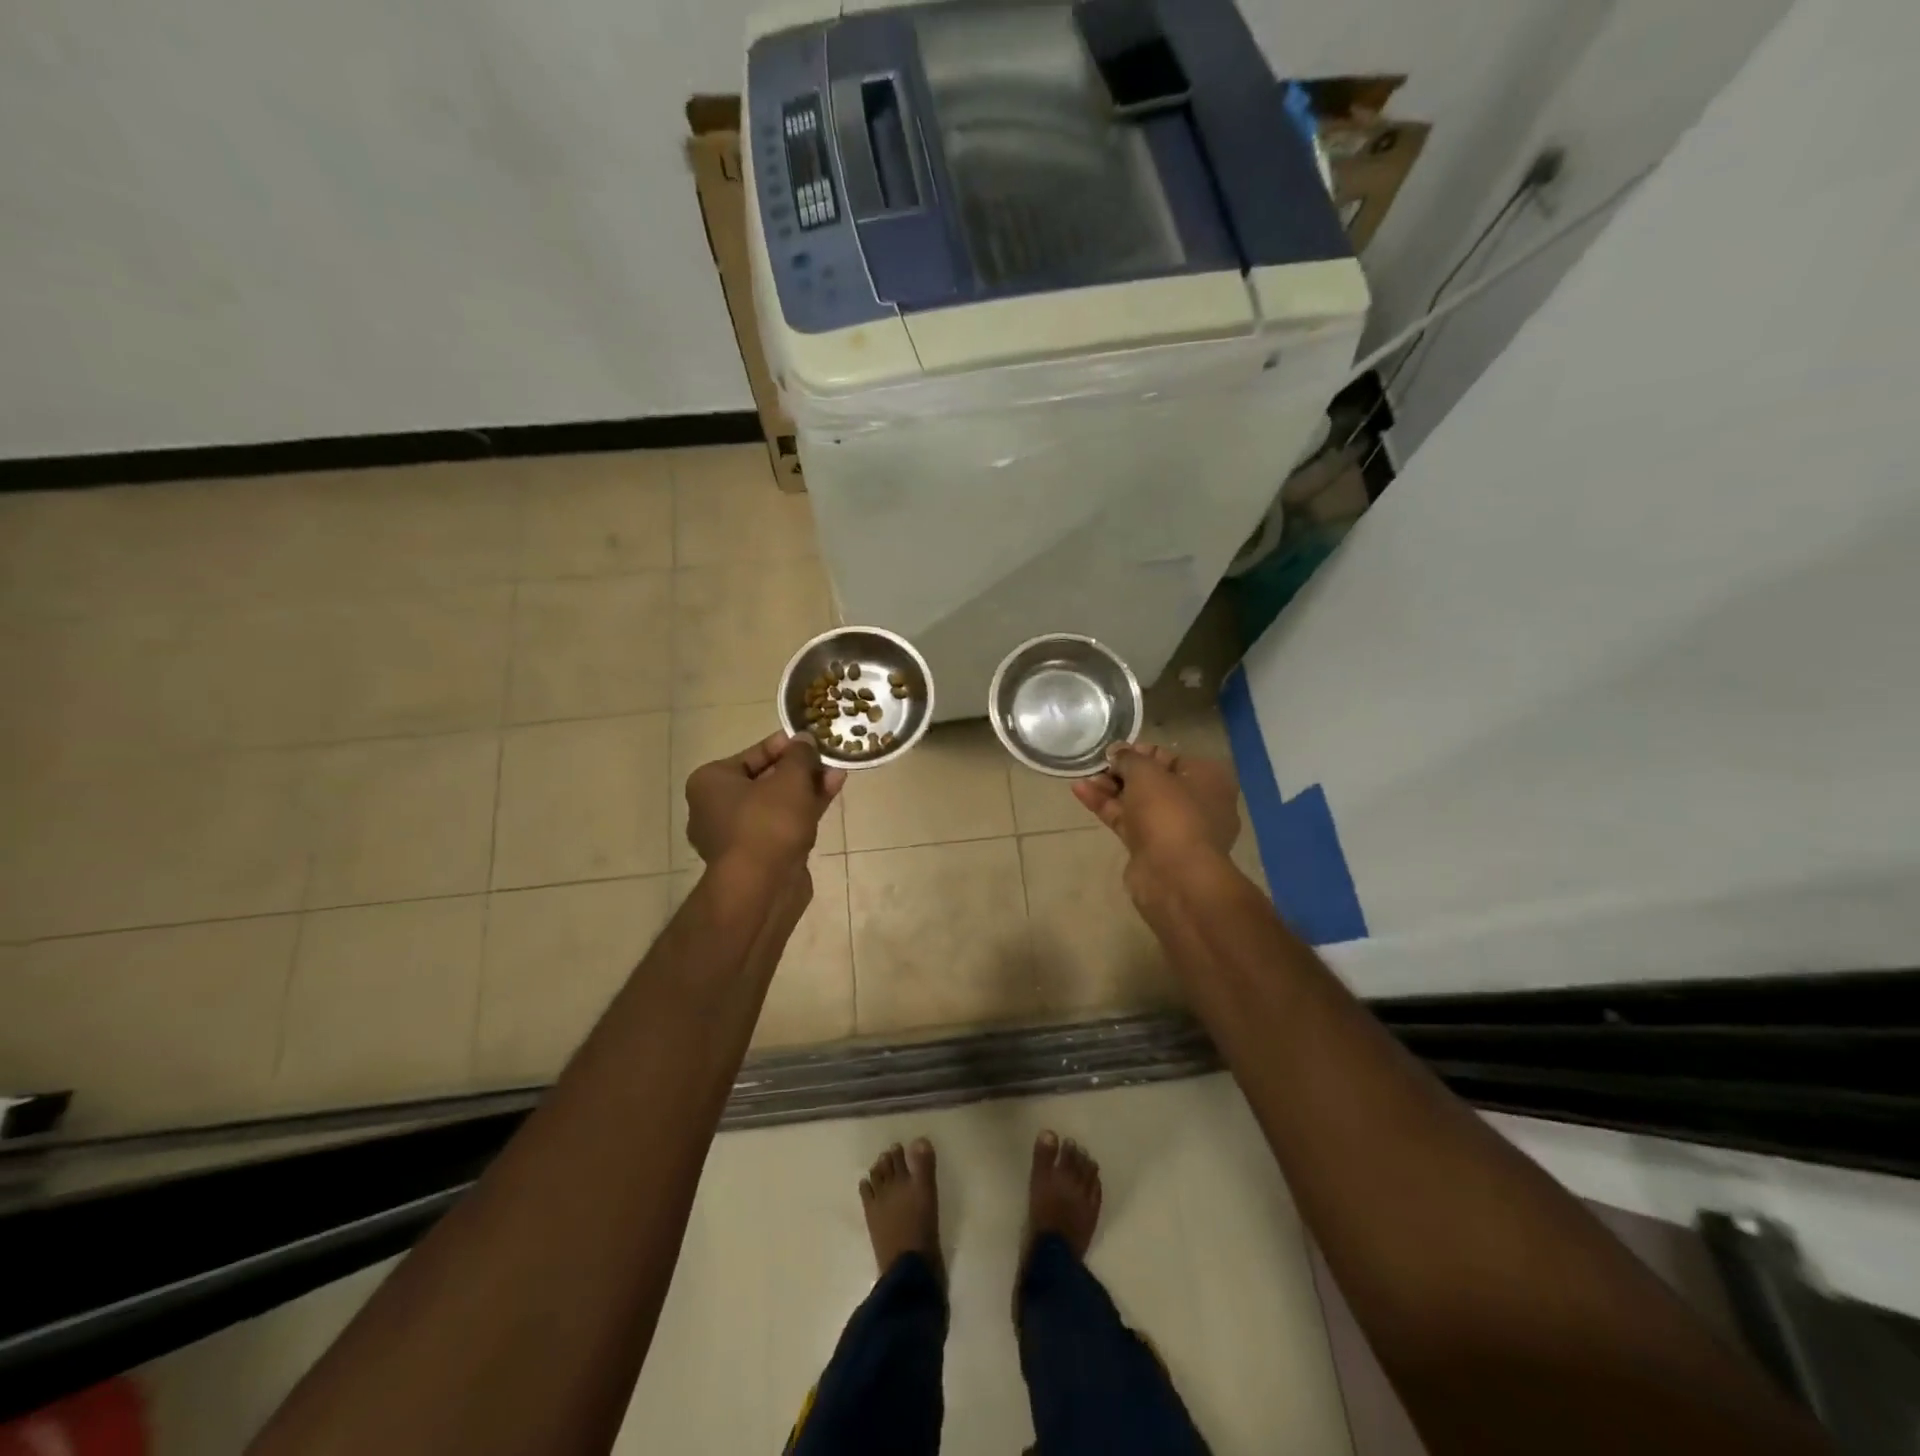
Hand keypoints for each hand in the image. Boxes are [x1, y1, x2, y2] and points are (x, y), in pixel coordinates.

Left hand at [685, 732, 845, 869]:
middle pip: (765, 779)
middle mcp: (716, 808)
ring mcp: (737, 836)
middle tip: (826, 757)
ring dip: (806, 789)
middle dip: (799, 769)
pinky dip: (804, 810)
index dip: (784, 746)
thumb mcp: (790, 778)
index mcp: (710, 783)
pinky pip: (782, 825)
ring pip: (777, 804)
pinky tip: (830, 794)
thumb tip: (805, 740)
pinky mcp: (758, 857)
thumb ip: (800, 756)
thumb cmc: (767, 823)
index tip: (810, 740)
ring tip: (837, 773)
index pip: (751, 754)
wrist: (761, 889)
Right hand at [1072, 743, 1239, 870]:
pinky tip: (1081, 792)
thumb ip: (1128, 758)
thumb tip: (1117, 753)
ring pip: (1138, 803)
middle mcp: (1197, 803)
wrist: (1174, 875)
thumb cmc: (1169, 812)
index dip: (1141, 752)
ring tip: (1083, 777)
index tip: (1114, 751)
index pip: (1170, 757)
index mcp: (1208, 779)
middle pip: (1153, 781)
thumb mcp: (1146, 772)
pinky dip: (1107, 807)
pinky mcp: (1153, 849)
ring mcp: (1174, 829)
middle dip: (1122, 773)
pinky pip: (1128, 821)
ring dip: (1111, 789)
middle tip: (1097, 766)